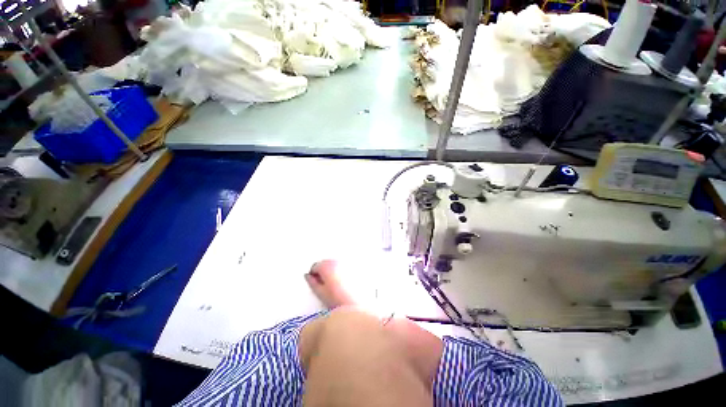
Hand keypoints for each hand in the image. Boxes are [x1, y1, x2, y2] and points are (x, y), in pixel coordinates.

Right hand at [305, 260, 354, 308]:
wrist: (358, 304)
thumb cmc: (338, 300)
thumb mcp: (321, 293)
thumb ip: (312, 282)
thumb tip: (308, 276)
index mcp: (327, 266)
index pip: (315, 265)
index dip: (313, 274)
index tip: (315, 283)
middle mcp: (337, 261)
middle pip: (326, 262)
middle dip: (323, 271)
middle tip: (324, 285)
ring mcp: (347, 263)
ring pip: (335, 264)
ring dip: (332, 270)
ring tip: (334, 285)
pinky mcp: (355, 267)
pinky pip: (345, 266)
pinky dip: (342, 271)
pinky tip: (344, 282)